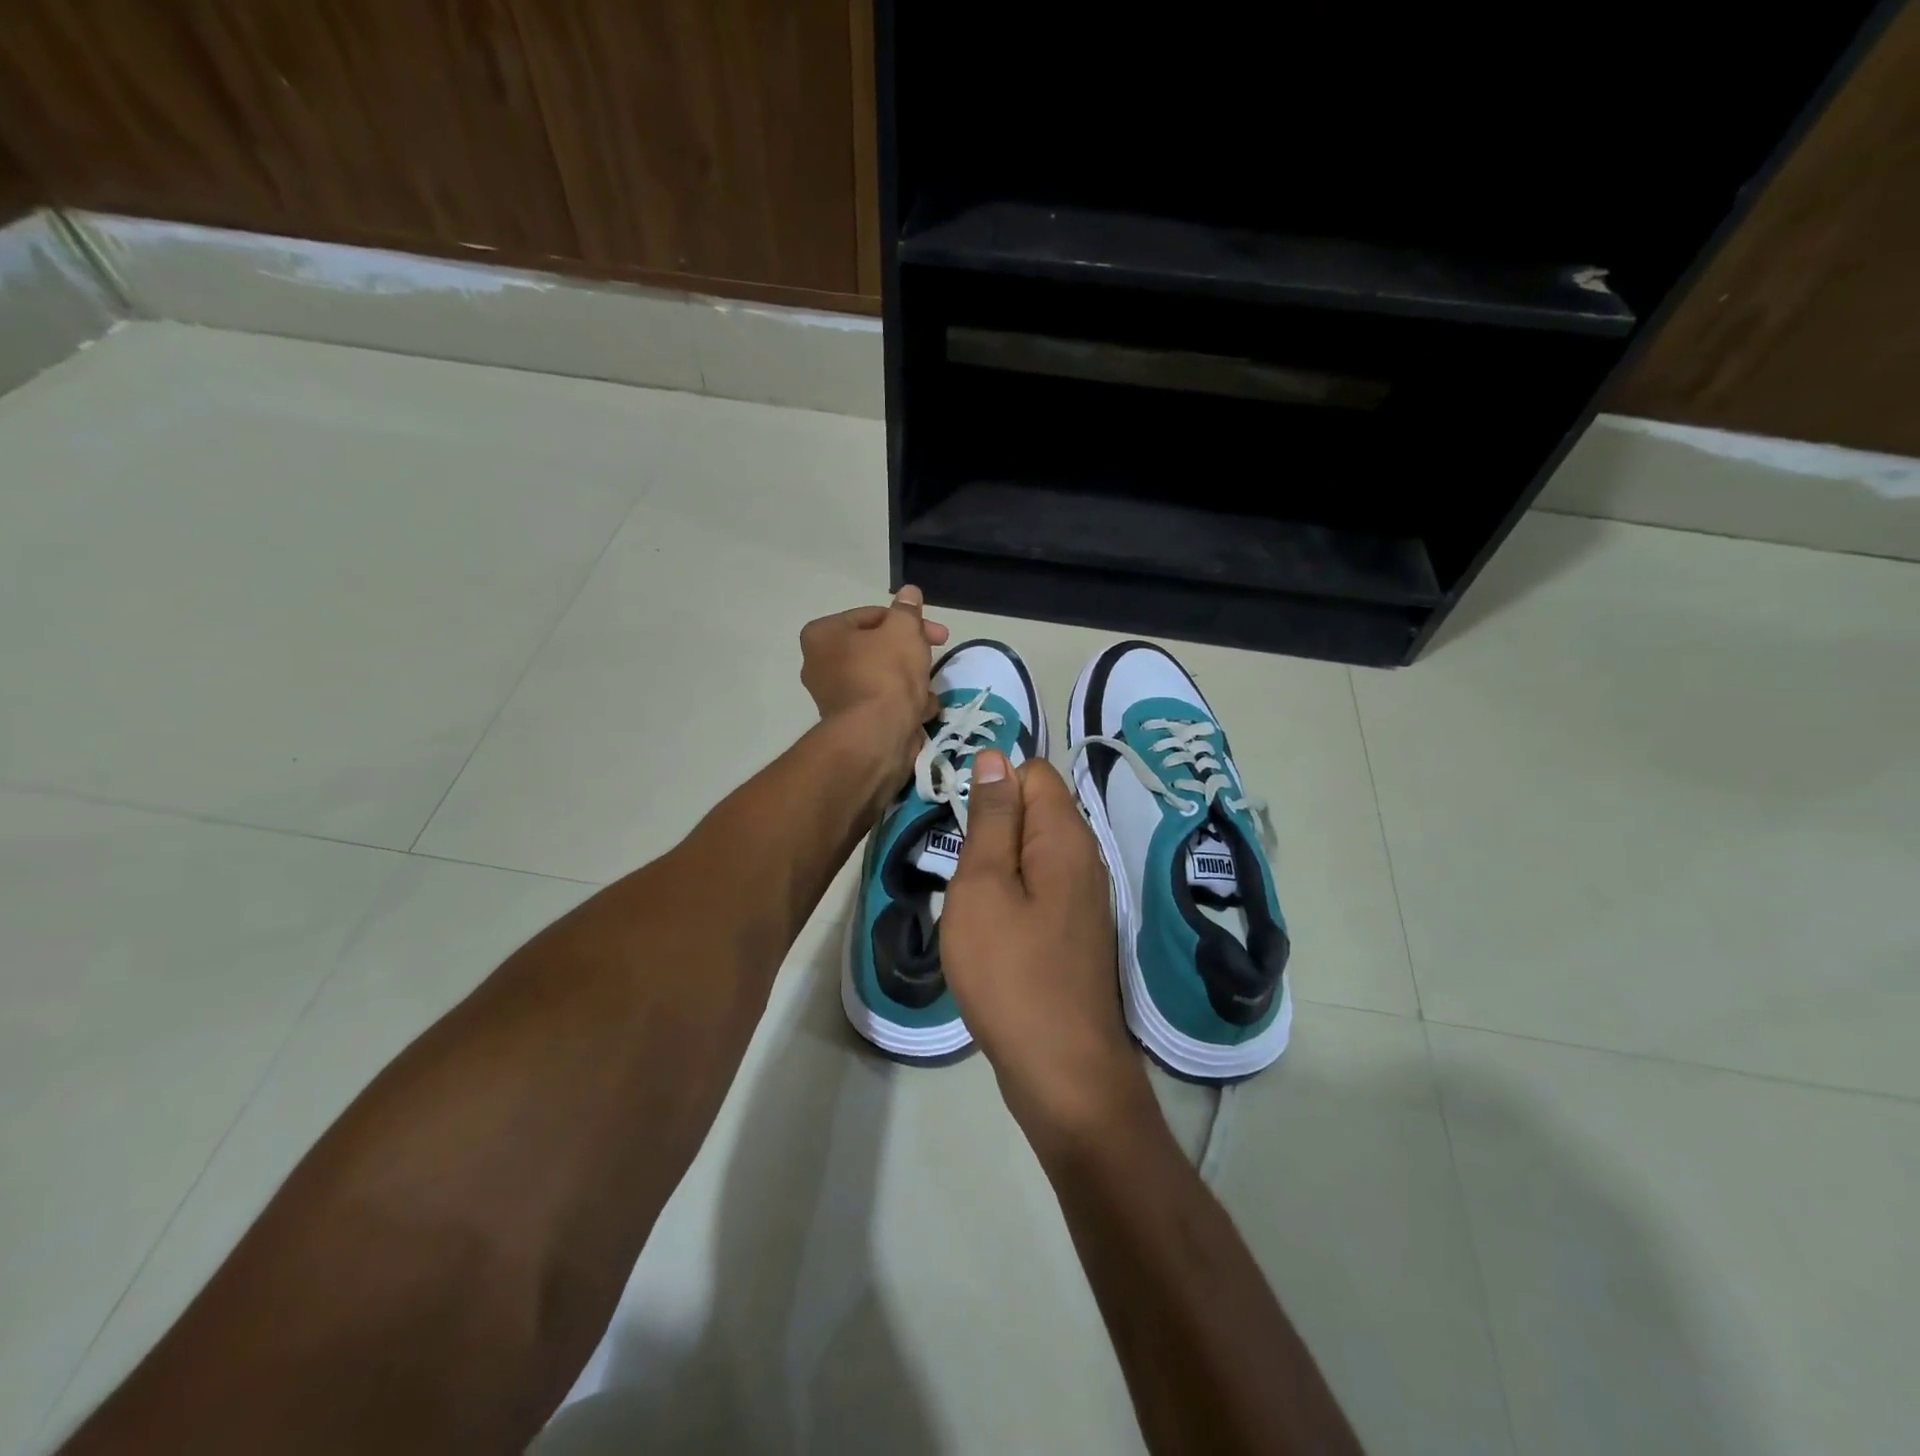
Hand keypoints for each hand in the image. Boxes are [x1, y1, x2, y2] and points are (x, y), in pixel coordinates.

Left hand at [799, 585, 949, 791]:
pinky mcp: (851, 724)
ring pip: (882, 678)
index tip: (938, 634)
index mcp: (822, 636)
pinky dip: (902, 705)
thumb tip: (908, 593)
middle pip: (876, 648)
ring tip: (928, 690)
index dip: (908, 621)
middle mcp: (819, 665)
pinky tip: (920, 711)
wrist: (877, 737)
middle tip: (937, 655)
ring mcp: (834, 697)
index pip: (871, 616)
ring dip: (910, 681)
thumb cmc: (886, 674)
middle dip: (910, 653)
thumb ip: (907, 611)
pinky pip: (881, 704)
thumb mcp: (904, 631)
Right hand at [941, 751, 1152, 1149]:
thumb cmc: (1010, 971)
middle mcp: (1085, 857)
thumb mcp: (984, 886)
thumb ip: (991, 819)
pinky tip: (991, 928)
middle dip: (993, 827)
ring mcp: (1085, 896)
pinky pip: (1040, 886)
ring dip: (998, 864)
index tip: (960, 826)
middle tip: (962, 872)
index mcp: (1065, 836)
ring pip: (1034, 851)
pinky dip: (1012, 894)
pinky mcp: (1076, 929)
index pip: (1033, 772)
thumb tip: (994, 757)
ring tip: (970, 901)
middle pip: (1036, 809)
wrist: (1062, 1069)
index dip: (993, 785)